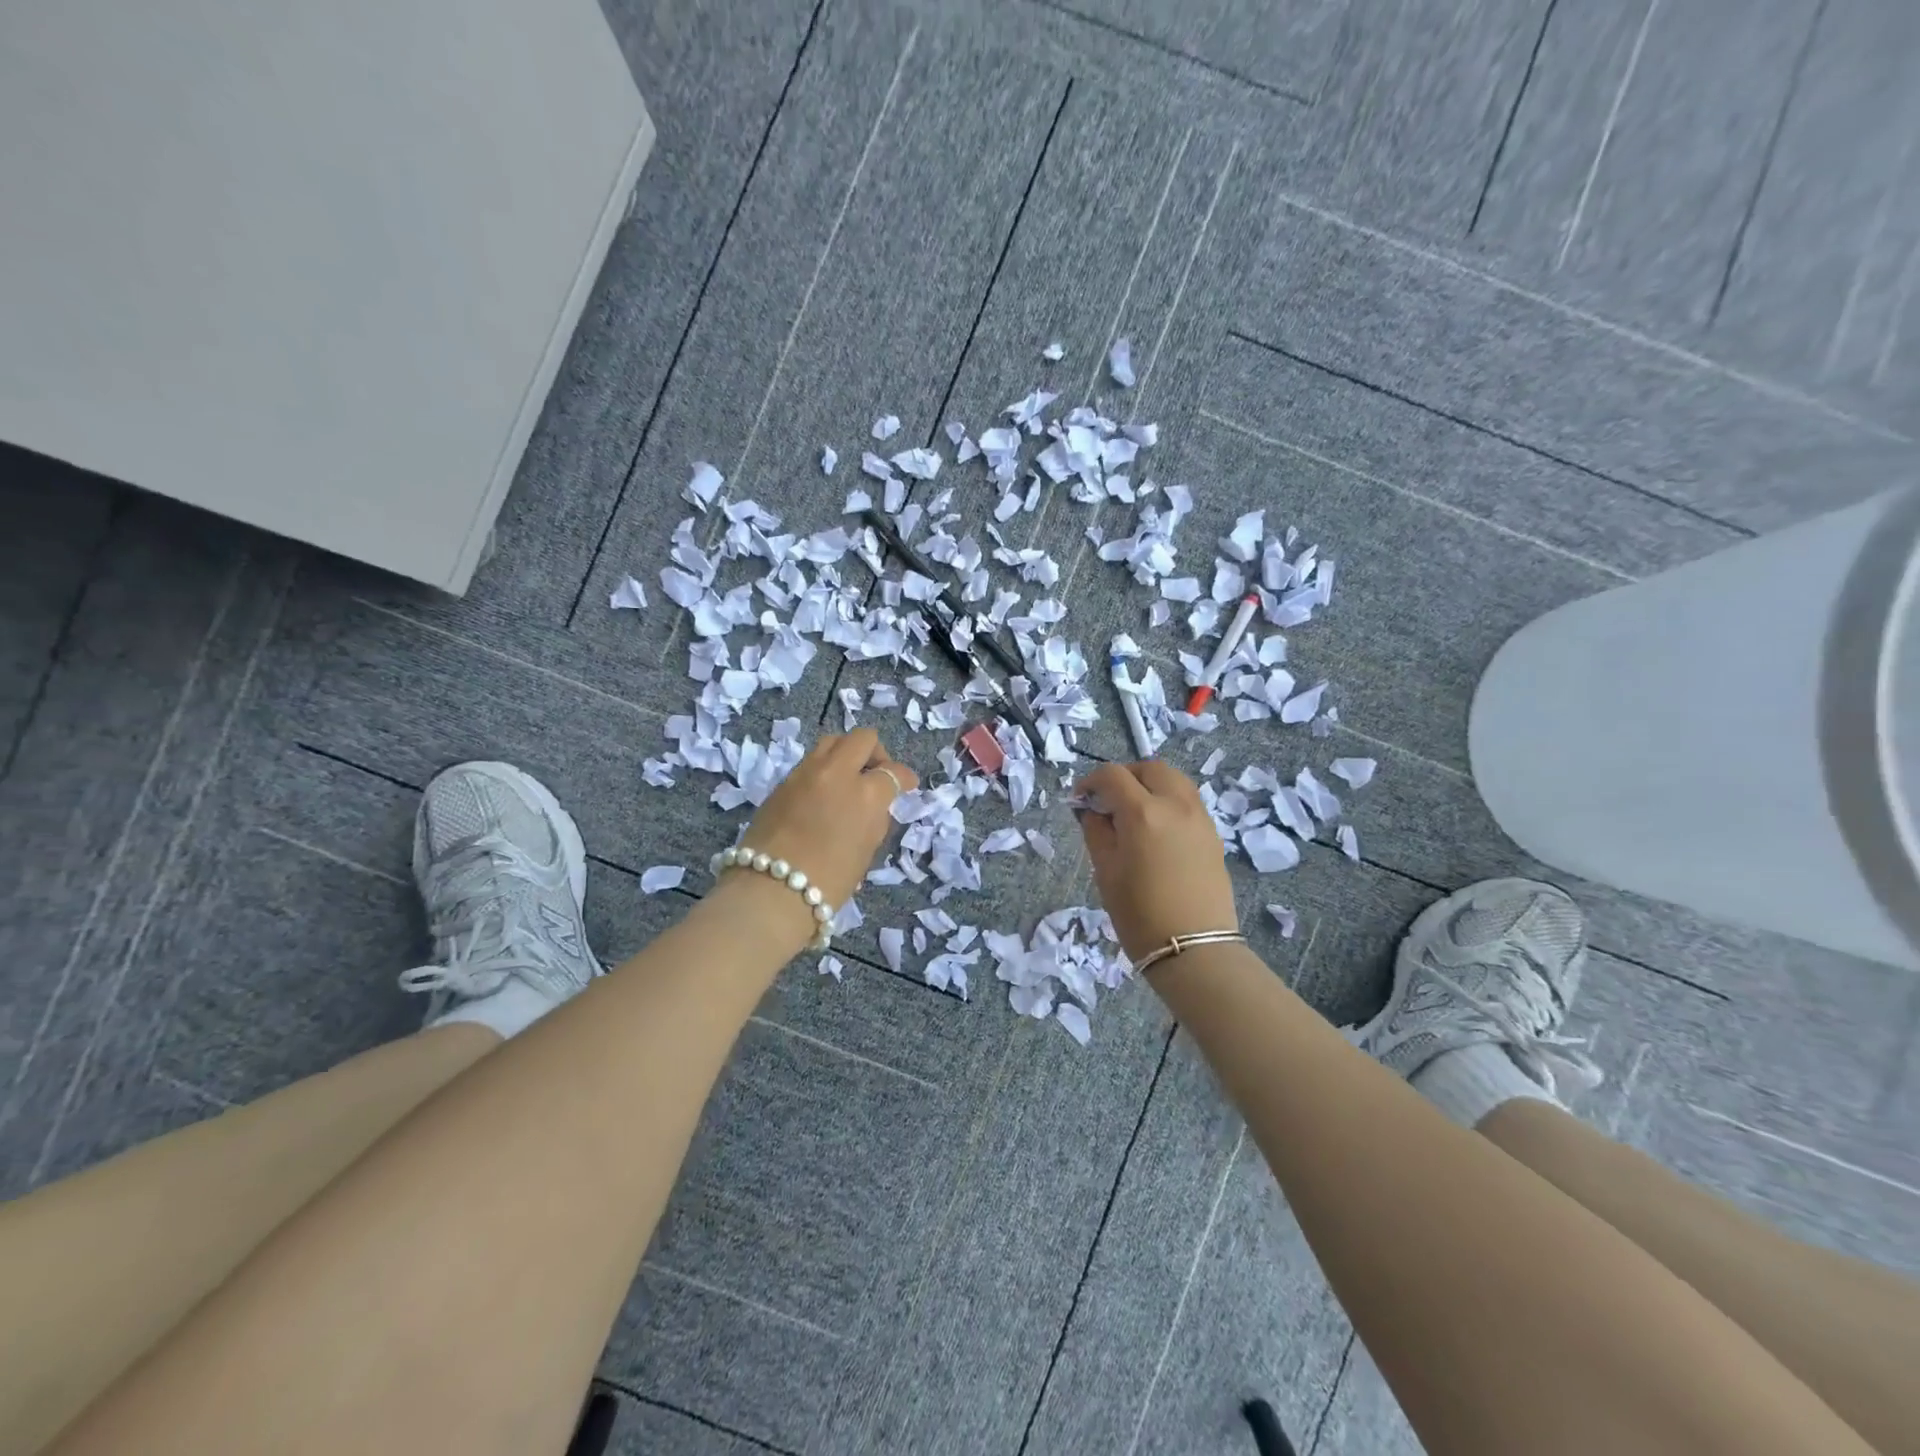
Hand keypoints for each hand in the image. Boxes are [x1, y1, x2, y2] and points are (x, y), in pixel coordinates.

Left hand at [735, 728, 917, 911]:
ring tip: (848, 778)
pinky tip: (823, 793)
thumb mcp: (867, 850)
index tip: (908, 785)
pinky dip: (823, 770)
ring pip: (832, 742)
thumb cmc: (830, 881)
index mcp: (866, 793)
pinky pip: (810, 762)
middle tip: (876, 774)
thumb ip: (875, 818)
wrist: (771, 891)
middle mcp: (837, 773)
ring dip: (846, 754)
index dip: (905, 778)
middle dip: (876, 753)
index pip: (893, 772)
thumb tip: (876, 805)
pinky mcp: (782, 782)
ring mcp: (805, 773)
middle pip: (862, 739)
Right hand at [1074, 760, 1237, 962]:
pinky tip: (1156, 828)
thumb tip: (1092, 811)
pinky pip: (1188, 800)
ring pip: (1174, 779)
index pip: (1113, 775)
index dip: (1091, 781)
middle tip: (1108, 800)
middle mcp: (1175, 804)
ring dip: (1150, 784)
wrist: (1194, 950)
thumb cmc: (1139, 914)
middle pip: (1150, 767)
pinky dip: (1168, 800)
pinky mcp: (1213, 834)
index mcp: (1143, 813)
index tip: (1080, 799)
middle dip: (1125, 776)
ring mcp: (1199, 817)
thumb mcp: (1106, 872)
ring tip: (1134, 810)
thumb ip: (1096, 832)